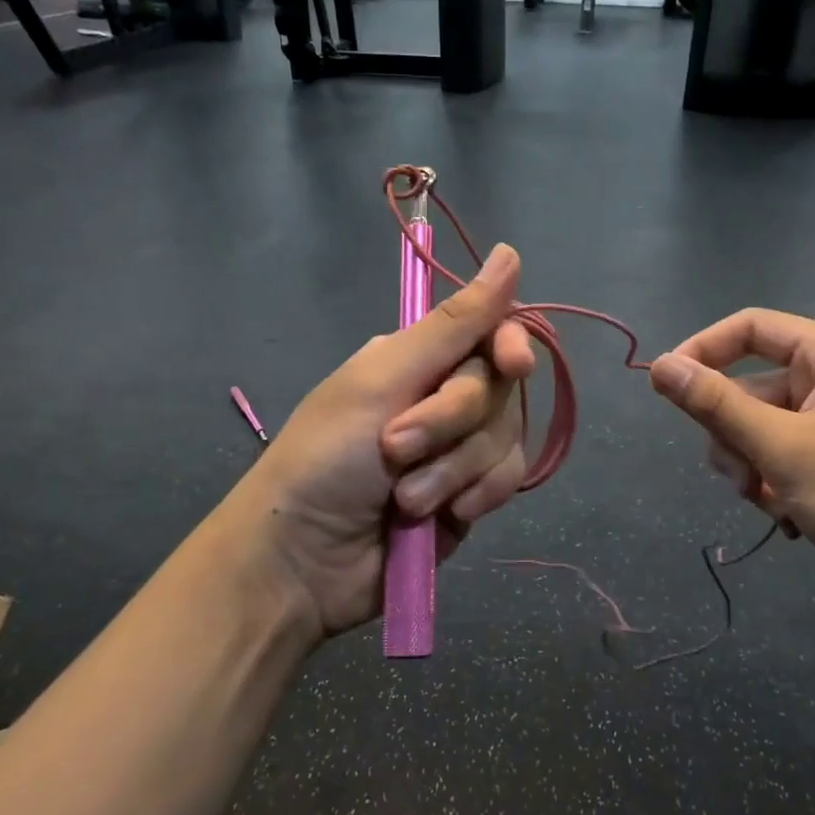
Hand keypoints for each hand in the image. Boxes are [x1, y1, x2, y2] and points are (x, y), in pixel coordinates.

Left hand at [222, 244, 535, 641]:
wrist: (303, 562)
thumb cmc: (326, 457)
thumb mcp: (383, 379)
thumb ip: (453, 324)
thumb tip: (509, 253)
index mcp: (417, 359)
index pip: (490, 334)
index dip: (510, 346)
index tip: (512, 364)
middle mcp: (442, 396)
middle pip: (498, 390)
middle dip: (452, 423)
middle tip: (396, 448)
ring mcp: (458, 449)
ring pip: (505, 438)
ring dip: (455, 469)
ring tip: (405, 498)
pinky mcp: (470, 494)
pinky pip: (506, 480)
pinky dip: (477, 495)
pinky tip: (446, 516)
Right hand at [648, 309, 814, 634]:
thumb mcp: (782, 450)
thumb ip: (715, 405)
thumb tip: (659, 365)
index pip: (752, 328)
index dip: (703, 350)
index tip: (667, 388)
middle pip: (754, 386)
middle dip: (735, 434)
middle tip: (740, 479)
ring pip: (766, 427)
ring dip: (753, 466)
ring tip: (770, 504)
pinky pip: (789, 455)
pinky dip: (777, 483)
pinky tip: (791, 519)